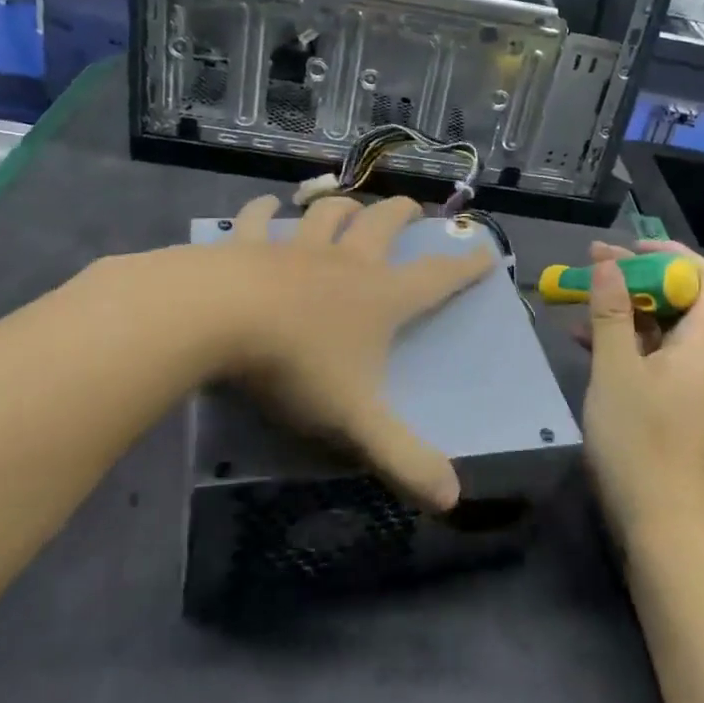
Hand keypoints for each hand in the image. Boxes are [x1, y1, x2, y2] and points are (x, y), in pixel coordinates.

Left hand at [205, 193, 494, 511]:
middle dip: (401, 214)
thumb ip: (403, 458)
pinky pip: (259, 220)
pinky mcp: (248, 245)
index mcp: (380, 298)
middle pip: (382, 225)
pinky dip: (265, 210)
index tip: (486, 251)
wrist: (217, 319)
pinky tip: (266, 203)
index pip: (436, 278)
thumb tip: (453, 499)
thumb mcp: (355, 420)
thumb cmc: (296, 365)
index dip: (465, 267)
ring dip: (342, 206)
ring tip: (349, 203)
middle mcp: (345, 263)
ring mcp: (295, 249)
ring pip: (327, 214)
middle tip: (412, 208)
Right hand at [579, 240, 703, 541]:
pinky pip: (646, 352)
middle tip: (594, 265)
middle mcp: (697, 354)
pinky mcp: (665, 399)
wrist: (659, 523)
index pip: (703, 276)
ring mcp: (681, 378)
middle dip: (636, 274)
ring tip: (581, 294)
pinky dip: (619, 337)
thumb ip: (611, 313)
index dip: (669, 252)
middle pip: (677, 296)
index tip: (627, 248)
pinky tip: (581, 337)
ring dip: (622, 305)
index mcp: (699, 341)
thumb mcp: (616, 370)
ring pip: (657, 324)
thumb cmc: (639, 441)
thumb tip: (609, 260)